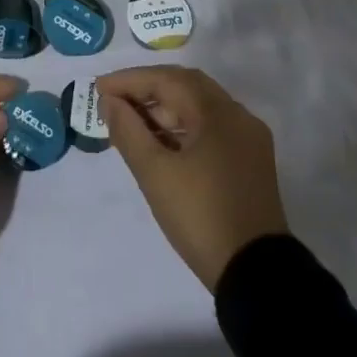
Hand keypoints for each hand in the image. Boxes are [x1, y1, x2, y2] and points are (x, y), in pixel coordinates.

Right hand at [96, 66, 289, 290]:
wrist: (257, 277)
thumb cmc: (201, 217)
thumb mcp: (155, 174)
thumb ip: (128, 131)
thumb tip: (110, 102)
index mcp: (219, 112)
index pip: (167, 80)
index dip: (130, 81)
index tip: (99, 89)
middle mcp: (238, 117)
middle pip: (187, 87)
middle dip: (148, 90)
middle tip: (115, 101)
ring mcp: (248, 140)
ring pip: (200, 108)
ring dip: (165, 109)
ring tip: (131, 123)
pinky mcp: (251, 163)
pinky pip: (211, 129)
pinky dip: (183, 128)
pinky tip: (160, 144)